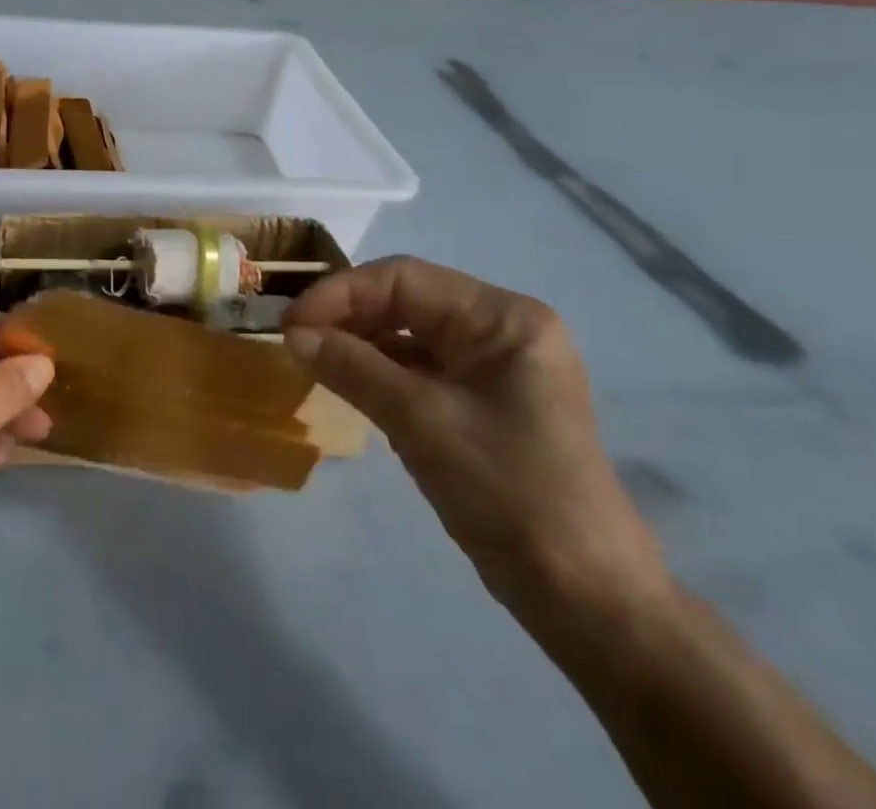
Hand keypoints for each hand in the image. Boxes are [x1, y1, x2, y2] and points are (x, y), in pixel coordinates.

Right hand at [284, 257, 668, 623]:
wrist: (584, 596)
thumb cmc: (508, 491)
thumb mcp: (420, 422)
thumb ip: (352, 367)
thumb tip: (292, 334)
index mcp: (503, 318)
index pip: (404, 278)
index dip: (340, 293)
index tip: (291, 324)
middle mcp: (502, 328)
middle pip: (406, 299)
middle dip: (347, 316)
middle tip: (295, 341)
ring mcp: (495, 364)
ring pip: (409, 331)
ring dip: (359, 341)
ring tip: (313, 360)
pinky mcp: (484, 398)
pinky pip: (420, 365)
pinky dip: (380, 369)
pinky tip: (349, 383)